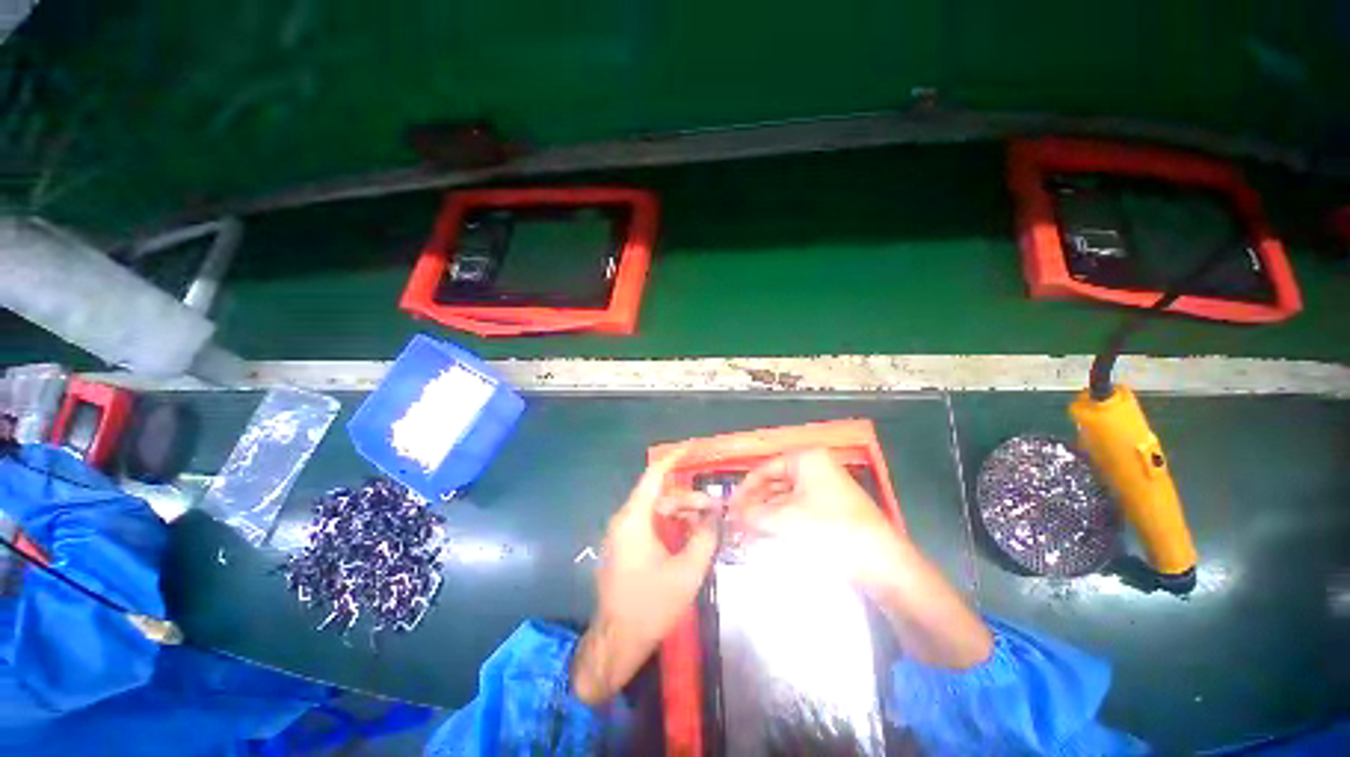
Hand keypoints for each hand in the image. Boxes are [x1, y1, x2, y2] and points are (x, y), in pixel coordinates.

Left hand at [570, 452, 719, 704]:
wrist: (617, 642)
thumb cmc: (651, 606)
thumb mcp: (687, 571)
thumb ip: (705, 537)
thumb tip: (715, 515)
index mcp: (635, 519)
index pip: (654, 476)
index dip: (674, 459)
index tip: (692, 447)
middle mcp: (625, 520)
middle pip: (660, 496)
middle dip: (689, 499)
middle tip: (715, 510)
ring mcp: (622, 534)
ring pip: (657, 512)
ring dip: (682, 514)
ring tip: (707, 526)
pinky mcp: (624, 546)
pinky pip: (650, 525)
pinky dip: (670, 526)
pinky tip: (689, 537)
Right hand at [728, 449, 992, 668]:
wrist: (883, 564)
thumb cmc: (829, 531)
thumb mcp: (783, 520)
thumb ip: (752, 514)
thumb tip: (732, 514)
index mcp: (806, 459)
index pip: (764, 468)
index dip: (744, 489)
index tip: (729, 508)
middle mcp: (816, 468)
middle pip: (775, 482)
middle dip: (755, 503)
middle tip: (736, 523)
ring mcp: (827, 489)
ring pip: (786, 498)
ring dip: (767, 514)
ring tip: (748, 533)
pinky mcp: (834, 510)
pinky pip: (800, 510)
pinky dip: (783, 521)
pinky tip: (769, 537)